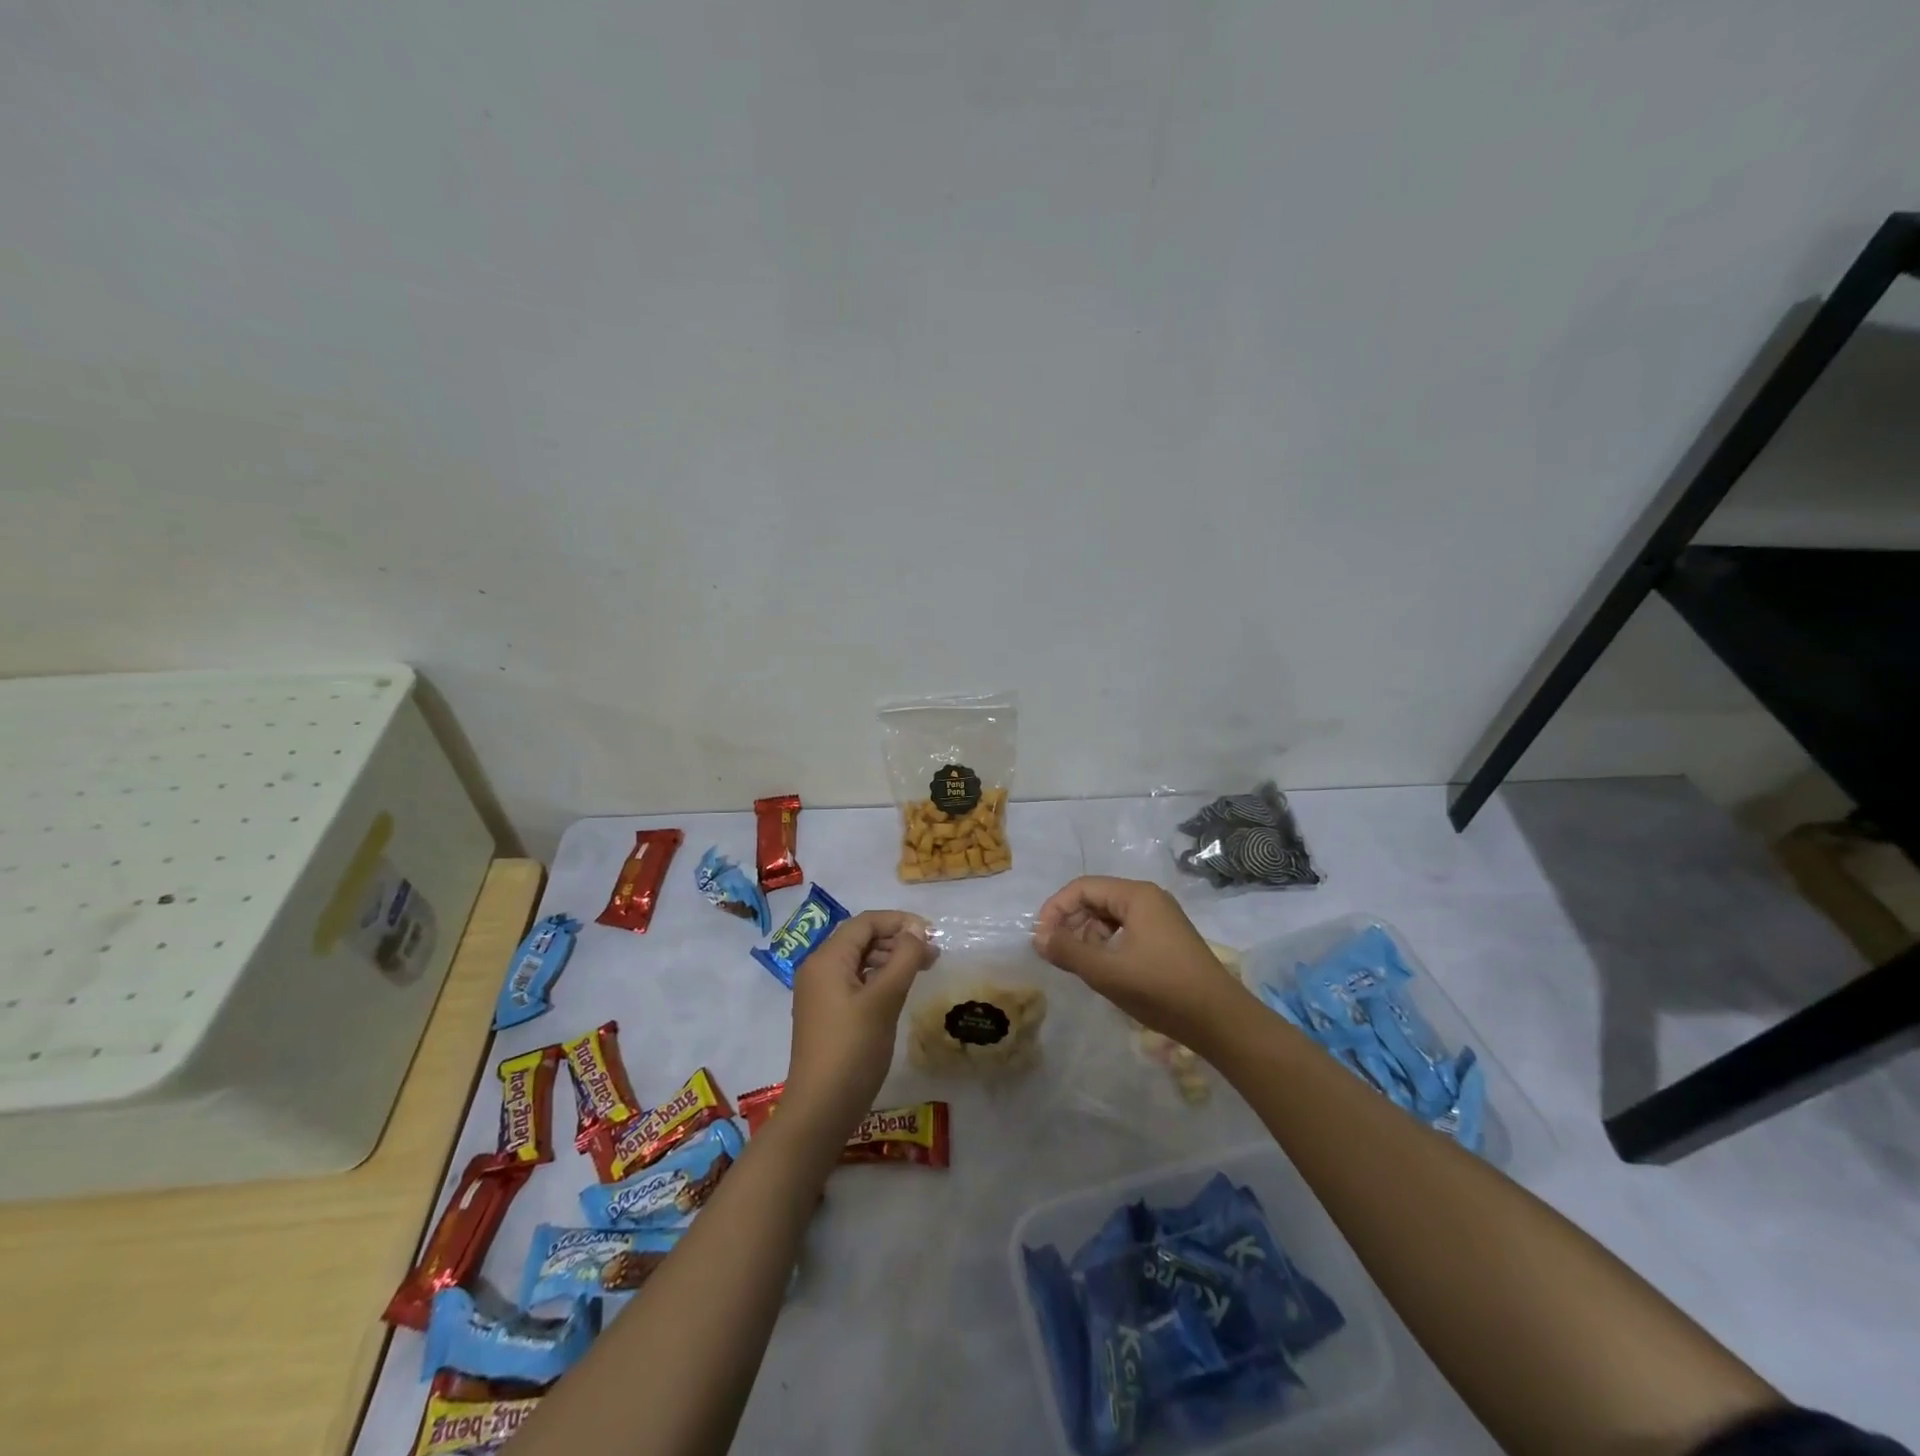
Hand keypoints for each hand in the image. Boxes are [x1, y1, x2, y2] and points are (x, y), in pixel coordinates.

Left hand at [785, 910, 935, 1128]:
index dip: (899, 921)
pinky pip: (854, 981)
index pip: (865, 922)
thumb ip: (904, 959)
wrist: (821, 1108)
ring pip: (858, 960)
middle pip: (860, 938)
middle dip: (897, 940)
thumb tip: (917, 931)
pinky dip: (878, 978)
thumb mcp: (884, 999)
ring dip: (890, 958)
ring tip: (922, 969)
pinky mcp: (826, 1013)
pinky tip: (899, 990)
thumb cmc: (853, 1048)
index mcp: (827, 959)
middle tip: (932, 954)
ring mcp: (820, 992)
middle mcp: (818, 968)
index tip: (931, 933)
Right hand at [1033, 877, 1249, 1049]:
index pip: (1083, 888)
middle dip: (1071, 922)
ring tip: (1079, 964)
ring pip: (1109, 916)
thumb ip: (1068, 951)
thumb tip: (1039, 938)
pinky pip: (1125, 930)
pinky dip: (1107, 944)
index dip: (1056, 909)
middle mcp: (1148, 898)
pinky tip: (1104, 969)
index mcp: (1136, 896)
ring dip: (1087, 935)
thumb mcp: (1107, 972)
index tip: (1040, 938)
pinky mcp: (1165, 938)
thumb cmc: (1161, 989)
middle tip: (1054, 953)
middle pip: (1096, 899)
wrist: (1219, 1020)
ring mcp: (1160, 918)